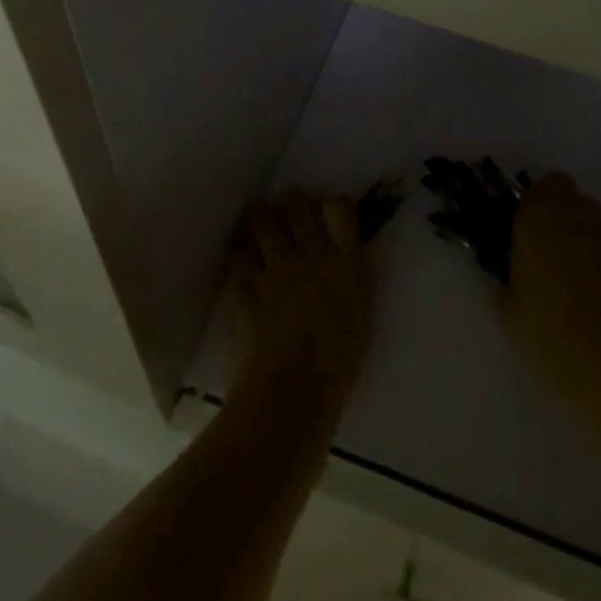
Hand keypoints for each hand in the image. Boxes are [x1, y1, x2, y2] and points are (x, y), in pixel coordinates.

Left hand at [230, 192, 375, 416]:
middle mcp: (312, 253)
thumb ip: (352, 279)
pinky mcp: (245, 283)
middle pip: (298, 205)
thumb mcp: (361, 316)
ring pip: (264, 220)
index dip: (331, 207)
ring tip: (262, 232)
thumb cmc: (337, 367)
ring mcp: (276, 265)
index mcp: (347, 263)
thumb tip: (345, 261)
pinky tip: (243, 263)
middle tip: (290, 217)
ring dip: (263, 222)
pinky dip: (241, 255)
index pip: (340, 208)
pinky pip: (239, 253)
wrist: (291, 395)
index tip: (326, 216)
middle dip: (292, 205)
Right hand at [502, 173, 600, 410]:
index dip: (539, 199)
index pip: (545, 184)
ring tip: (578, 266)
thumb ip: (508, 275)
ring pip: (593, 217)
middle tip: (550, 243)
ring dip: (584, 231)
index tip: (530, 222)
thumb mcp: (507, 305)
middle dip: (562, 211)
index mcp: (537, 216)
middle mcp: (573, 214)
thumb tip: (511, 271)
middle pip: (571, 194)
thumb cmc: (545, 326)